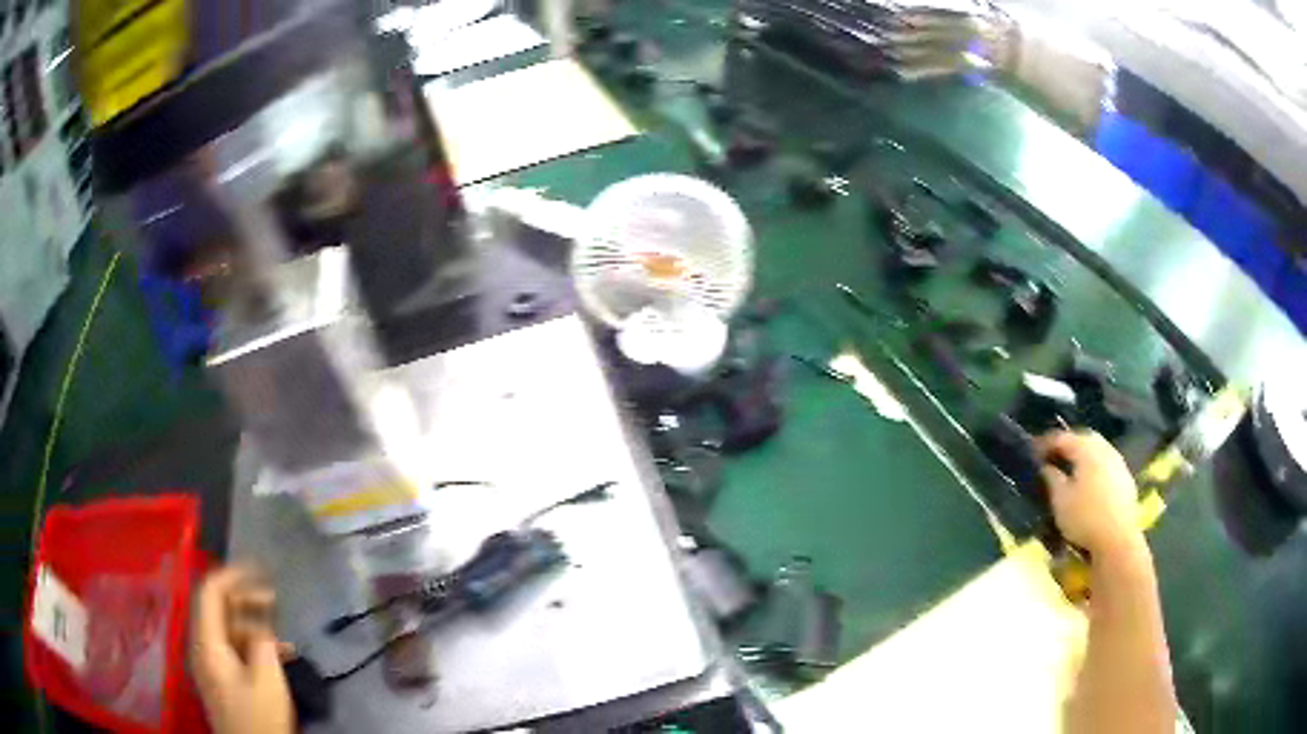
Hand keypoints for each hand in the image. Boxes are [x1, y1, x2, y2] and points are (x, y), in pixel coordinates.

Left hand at [191, 567, 293, 733]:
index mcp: (206, 642)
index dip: (233, 574)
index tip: (261, 568)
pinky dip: (252, 645)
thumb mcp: (267, 680)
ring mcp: (210, 663)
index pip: (210, 591)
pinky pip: (232, 649)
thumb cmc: (258, 717)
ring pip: (227, 629)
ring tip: (283, 635)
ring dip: (253, 625)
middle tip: (276, 600)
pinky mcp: (221, 679)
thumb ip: (263, 641)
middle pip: (217, 608)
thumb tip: (262, 618)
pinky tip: (277, 655)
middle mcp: (201, 646)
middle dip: (246, 599)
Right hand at [1037, 431, 1142, 557]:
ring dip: (1083, 456)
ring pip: (1098, 450)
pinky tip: (1091, 484)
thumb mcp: (1060, 500)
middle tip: (1053, 457)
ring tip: (1072, 470)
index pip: (1062, 438)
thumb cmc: (1085, 518)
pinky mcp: (1126, 478)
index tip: (1033, 453)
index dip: (1045, 443)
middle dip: (1067, 445)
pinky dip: (1096, 468)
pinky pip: (1107, 464)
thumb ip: (1052, 478)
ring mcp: (1118, 462)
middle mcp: (1104, 449)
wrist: (1117, 539)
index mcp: (1086, 449)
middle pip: (1083, 438)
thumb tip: (1045, 467)